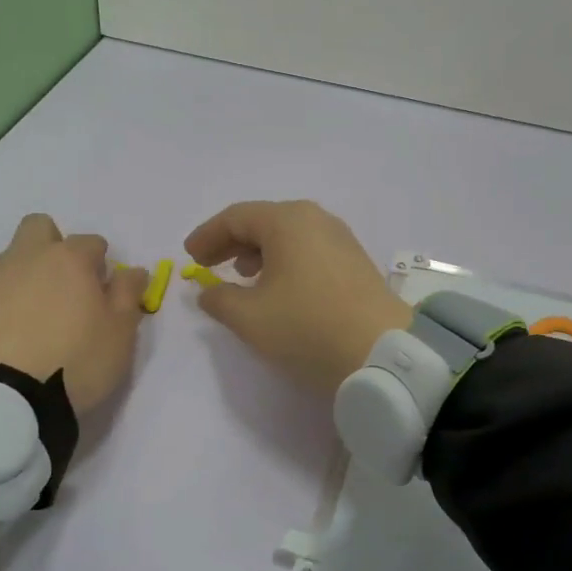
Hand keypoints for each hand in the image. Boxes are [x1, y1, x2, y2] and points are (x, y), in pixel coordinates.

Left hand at [0, 214, 148, 413]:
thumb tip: (133, 271)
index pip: (92, 243)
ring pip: (9, 263)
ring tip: (30, 328)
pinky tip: (1, 342)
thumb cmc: (73, 362)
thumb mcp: (119, 335)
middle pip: (40, 229)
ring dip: (24, 281)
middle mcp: (25, 258)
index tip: (101, 294)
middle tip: (63, 290)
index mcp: (69, 260)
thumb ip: (128, 296)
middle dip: (53, 246)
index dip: (100, 266)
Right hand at [184, 201, 412, 393]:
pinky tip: (280, 288)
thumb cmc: (307, 328)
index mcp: (288, 221)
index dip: (208, 236)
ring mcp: (341, 239)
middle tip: (210, 264)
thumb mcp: (251, 318)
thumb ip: (220, 300)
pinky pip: (310, 251)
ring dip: (261, 253)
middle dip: (233, 242)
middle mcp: (316, 220)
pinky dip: (286, 262)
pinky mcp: (356, 262)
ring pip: (290, 237)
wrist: (382, 353)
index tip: (189, 256)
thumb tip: (208, 292)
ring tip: (243, 276)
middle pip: (265, 222)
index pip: (236, 217)